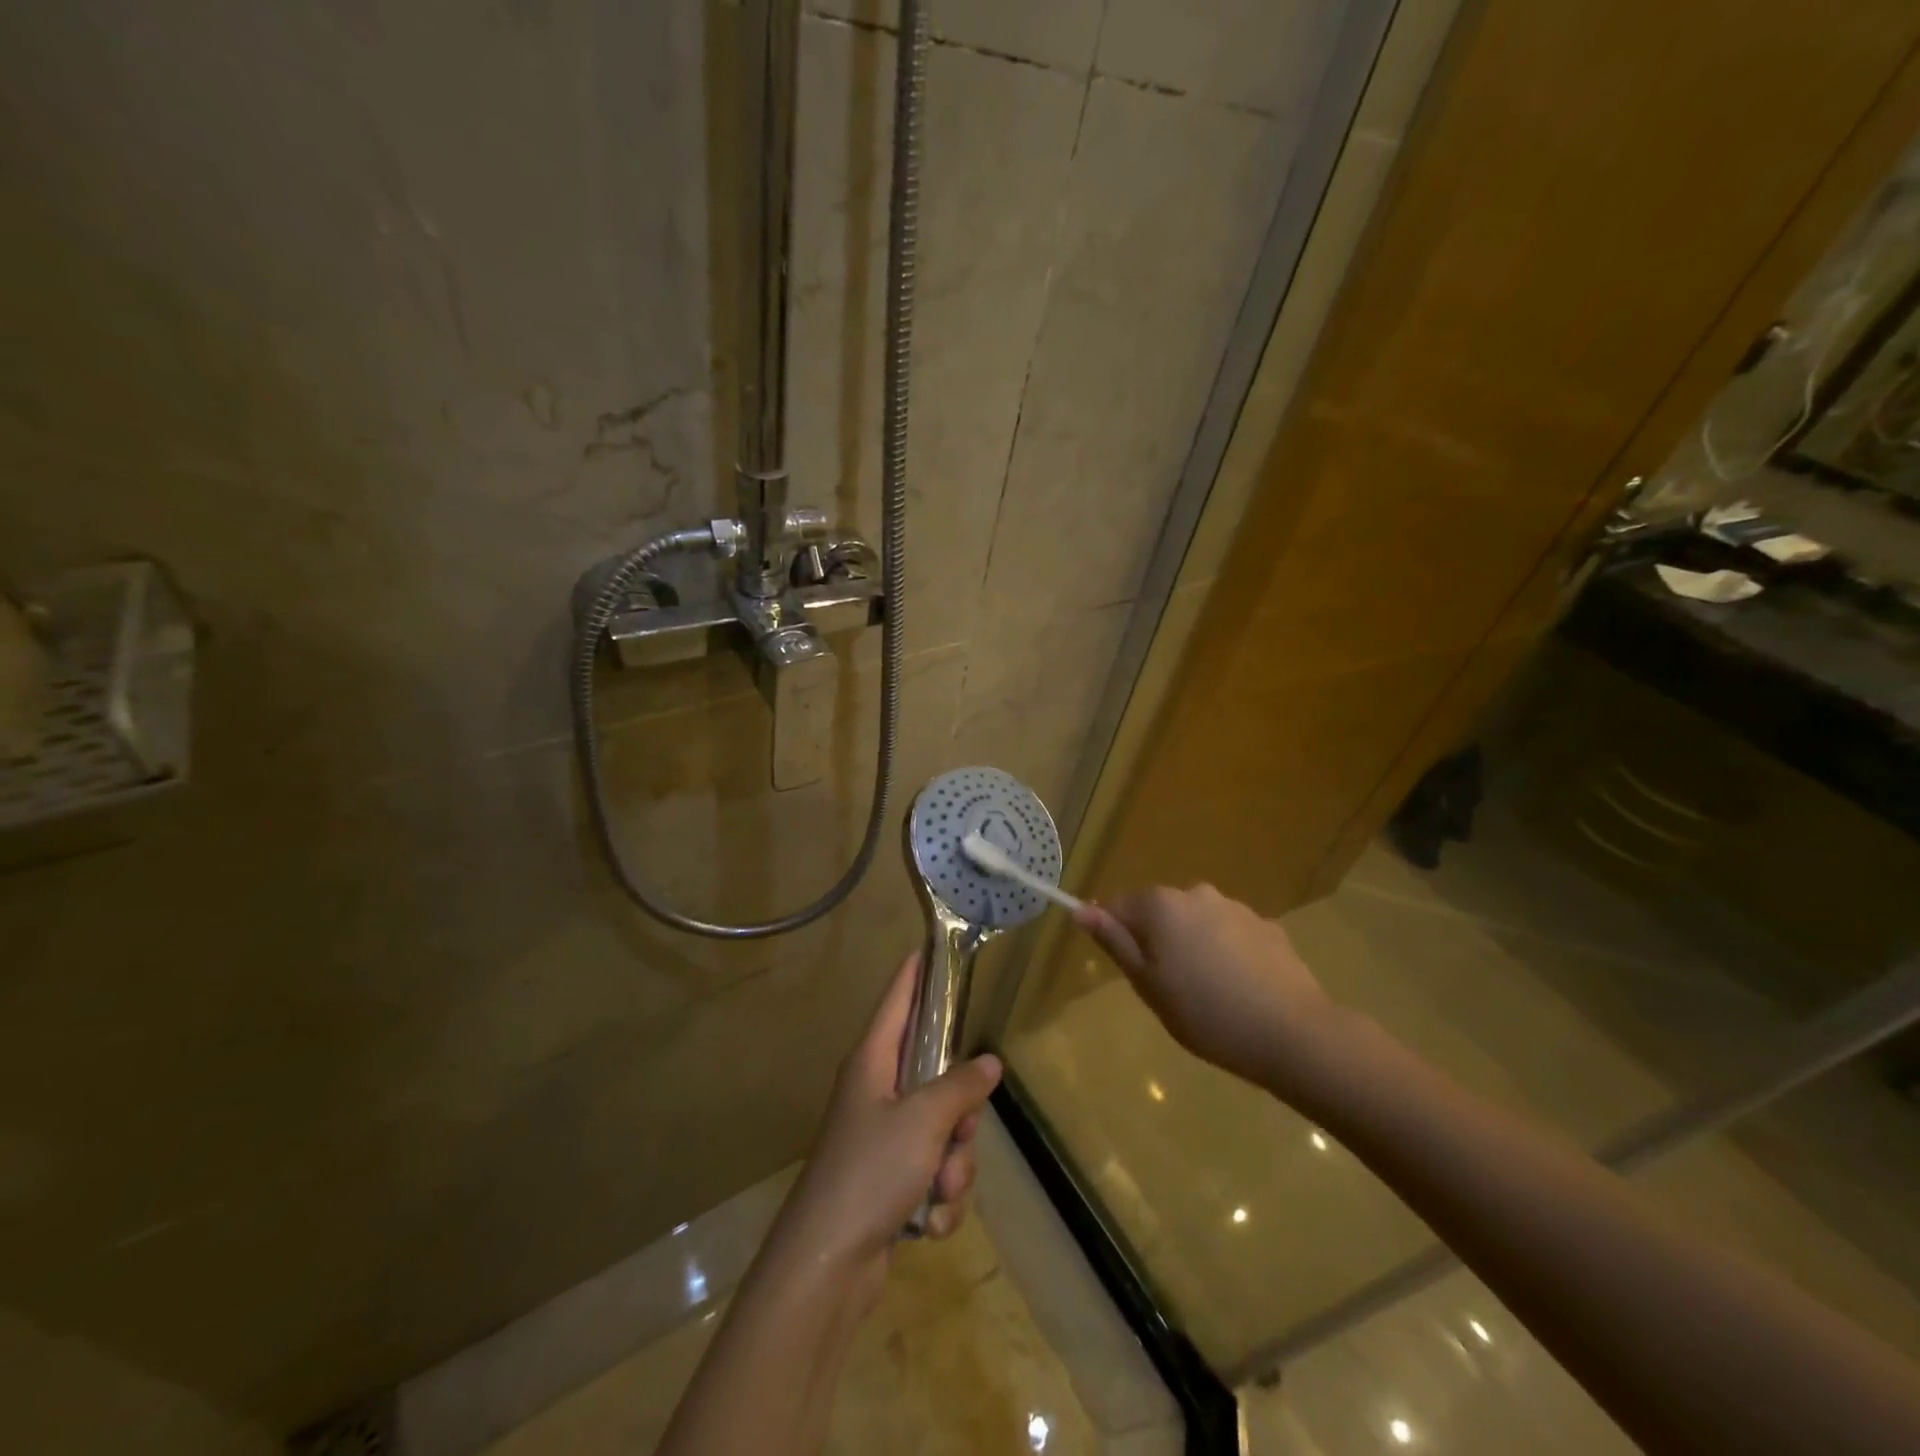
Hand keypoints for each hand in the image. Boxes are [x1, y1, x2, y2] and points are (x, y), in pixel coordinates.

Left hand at [767, 951, 1001, 1305]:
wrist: (826, 1265)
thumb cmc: (870, 1171)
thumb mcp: (925, 1121)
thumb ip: (962, 1087)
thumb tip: (990, 1063)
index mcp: (872, 1062)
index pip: (897, 1000)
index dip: (914, 973)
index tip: (928, 947)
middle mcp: (875, 1092)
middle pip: (936, 1076)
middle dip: (960, 1114)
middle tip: (959, 1134)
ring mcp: (881, 1139)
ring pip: (943, 1132)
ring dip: (953, 1166)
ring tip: (938, 1189)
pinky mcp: (889, 1182)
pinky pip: (933, 1174)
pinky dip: (939, 1199)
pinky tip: (927, 1223)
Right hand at [1074, 884, 1341, 1094]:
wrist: (1292, 1033)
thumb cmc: (1205, 1013)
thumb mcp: (1147, 984)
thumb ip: (1114, 942)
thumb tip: (1081, 910)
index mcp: (1160, 905)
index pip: (1118, 906)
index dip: (1118, 937)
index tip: (1133, 973)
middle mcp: (1196, 893)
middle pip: (1159, 912)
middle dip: (1157, 941)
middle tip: (1169, 990)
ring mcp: (1236, 907)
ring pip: (1196, 922)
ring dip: (1193, 946)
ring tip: (1209, 994)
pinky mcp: (1267, 927)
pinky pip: (1230, 934)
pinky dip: (1226, 954)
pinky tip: (1240, 990)